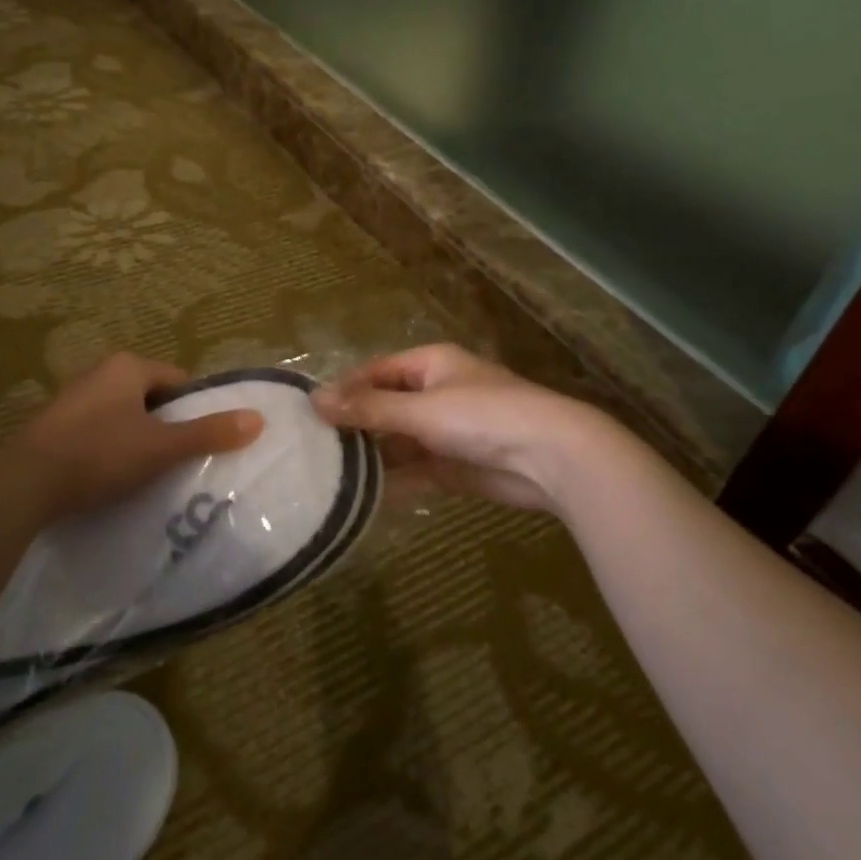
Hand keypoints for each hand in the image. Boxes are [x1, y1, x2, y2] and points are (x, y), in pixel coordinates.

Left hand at [0, 353, 263, 525]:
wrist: (24, 484)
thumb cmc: (99, 454)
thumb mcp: (161, 447)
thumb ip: (209, 433)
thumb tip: (258, 419)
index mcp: (127, 366)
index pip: (178, 380)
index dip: (195, 407)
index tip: (203, 438)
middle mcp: (99, 372)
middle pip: (150, 397)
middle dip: (165, 424)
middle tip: (178, 458)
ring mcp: (72, 398)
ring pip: (122, 415)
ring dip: (136, 437)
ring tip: (148, 472)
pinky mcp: (52, 426)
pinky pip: (96, 430)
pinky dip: (109, 448)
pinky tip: (110, 476)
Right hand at [313, 344, 618, 514]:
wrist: (551, 458)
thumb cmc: (483, 416)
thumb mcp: (420, 409)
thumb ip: (368, 408)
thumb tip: (314, 400)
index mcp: (430, 364)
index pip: (376, 371)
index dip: (345, 389)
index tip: (309, 413)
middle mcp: (435, 393)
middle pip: (384, 406)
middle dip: (354, 425)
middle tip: (311, 447)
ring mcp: (445, 431)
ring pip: (398, 441)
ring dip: (371, 455)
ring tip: (327, 474)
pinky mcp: (454, 466)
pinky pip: (414, 470)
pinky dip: (393, 481)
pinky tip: (362, 495)